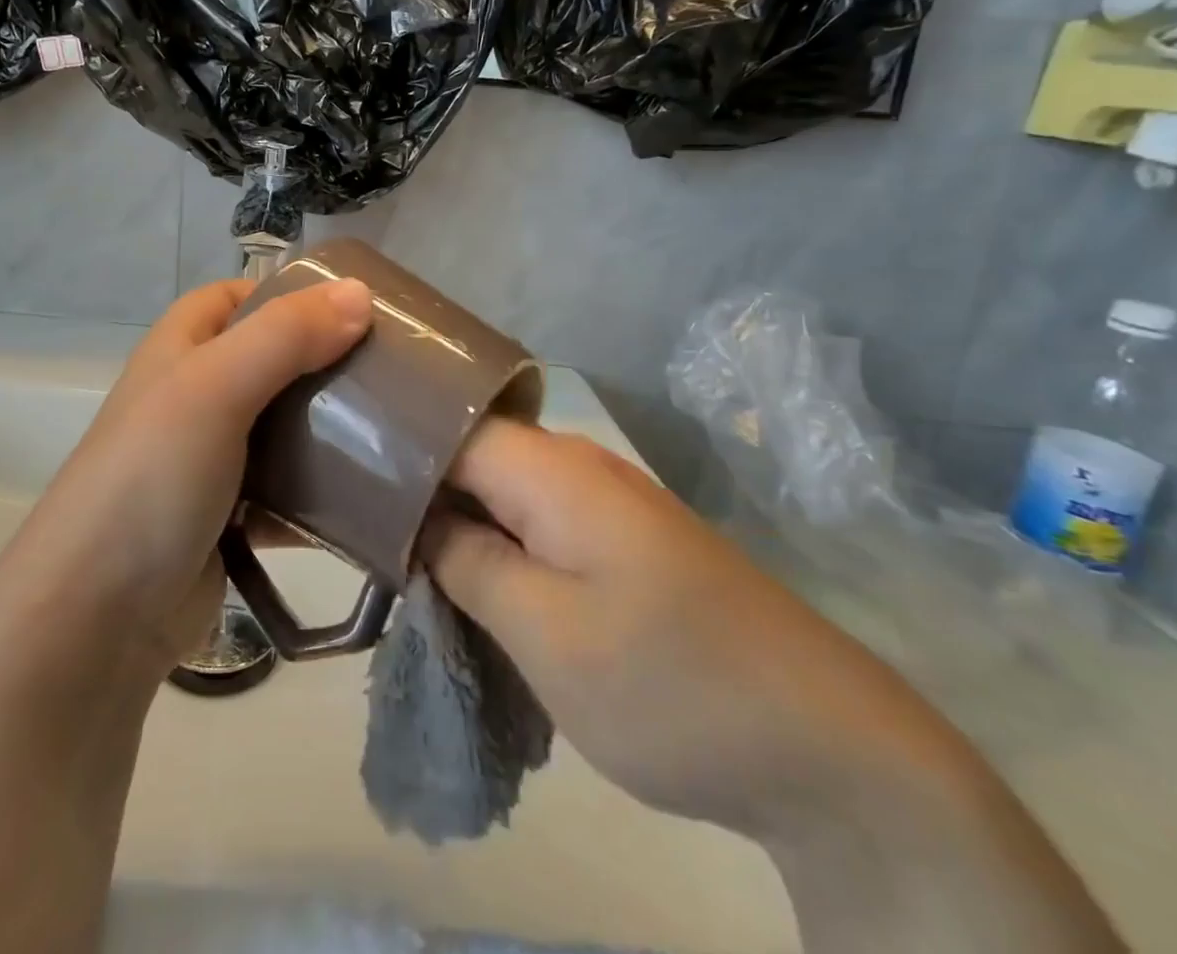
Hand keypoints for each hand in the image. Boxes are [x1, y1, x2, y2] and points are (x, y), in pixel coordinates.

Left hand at [0, 274, 371, 679]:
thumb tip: (361, 292)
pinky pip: (289, 490)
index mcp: (182, 347)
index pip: (239, 296)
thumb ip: (287, 335)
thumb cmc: (153, 475)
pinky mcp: (231, 516)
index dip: (291, 292)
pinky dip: (324, 491)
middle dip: (328, 361)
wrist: (97, 615)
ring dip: (333, 428)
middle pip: (273, 360)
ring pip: (286, 426)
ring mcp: (212, 457)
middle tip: (396, 368)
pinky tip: (374, 496)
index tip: (356, 306)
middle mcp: (196, 394)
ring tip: (400, 427)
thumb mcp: (215, 386)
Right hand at [421, 422, 1125, 953]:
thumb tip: (417, 520)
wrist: (832, 751)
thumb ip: (467, 562)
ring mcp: (607, 501)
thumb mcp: (546, 633)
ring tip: (401, 557)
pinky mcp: (625, 539)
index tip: (344, 482)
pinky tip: (472, 578)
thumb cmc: (670, 685)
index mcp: (553, 468)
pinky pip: (537, 521)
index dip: (391, 447)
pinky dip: (497, 542)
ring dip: (455, 521)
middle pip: (471, 452)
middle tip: (360, 531)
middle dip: (415, 488)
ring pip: (502, 489)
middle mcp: (578, 464)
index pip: (445, 425)